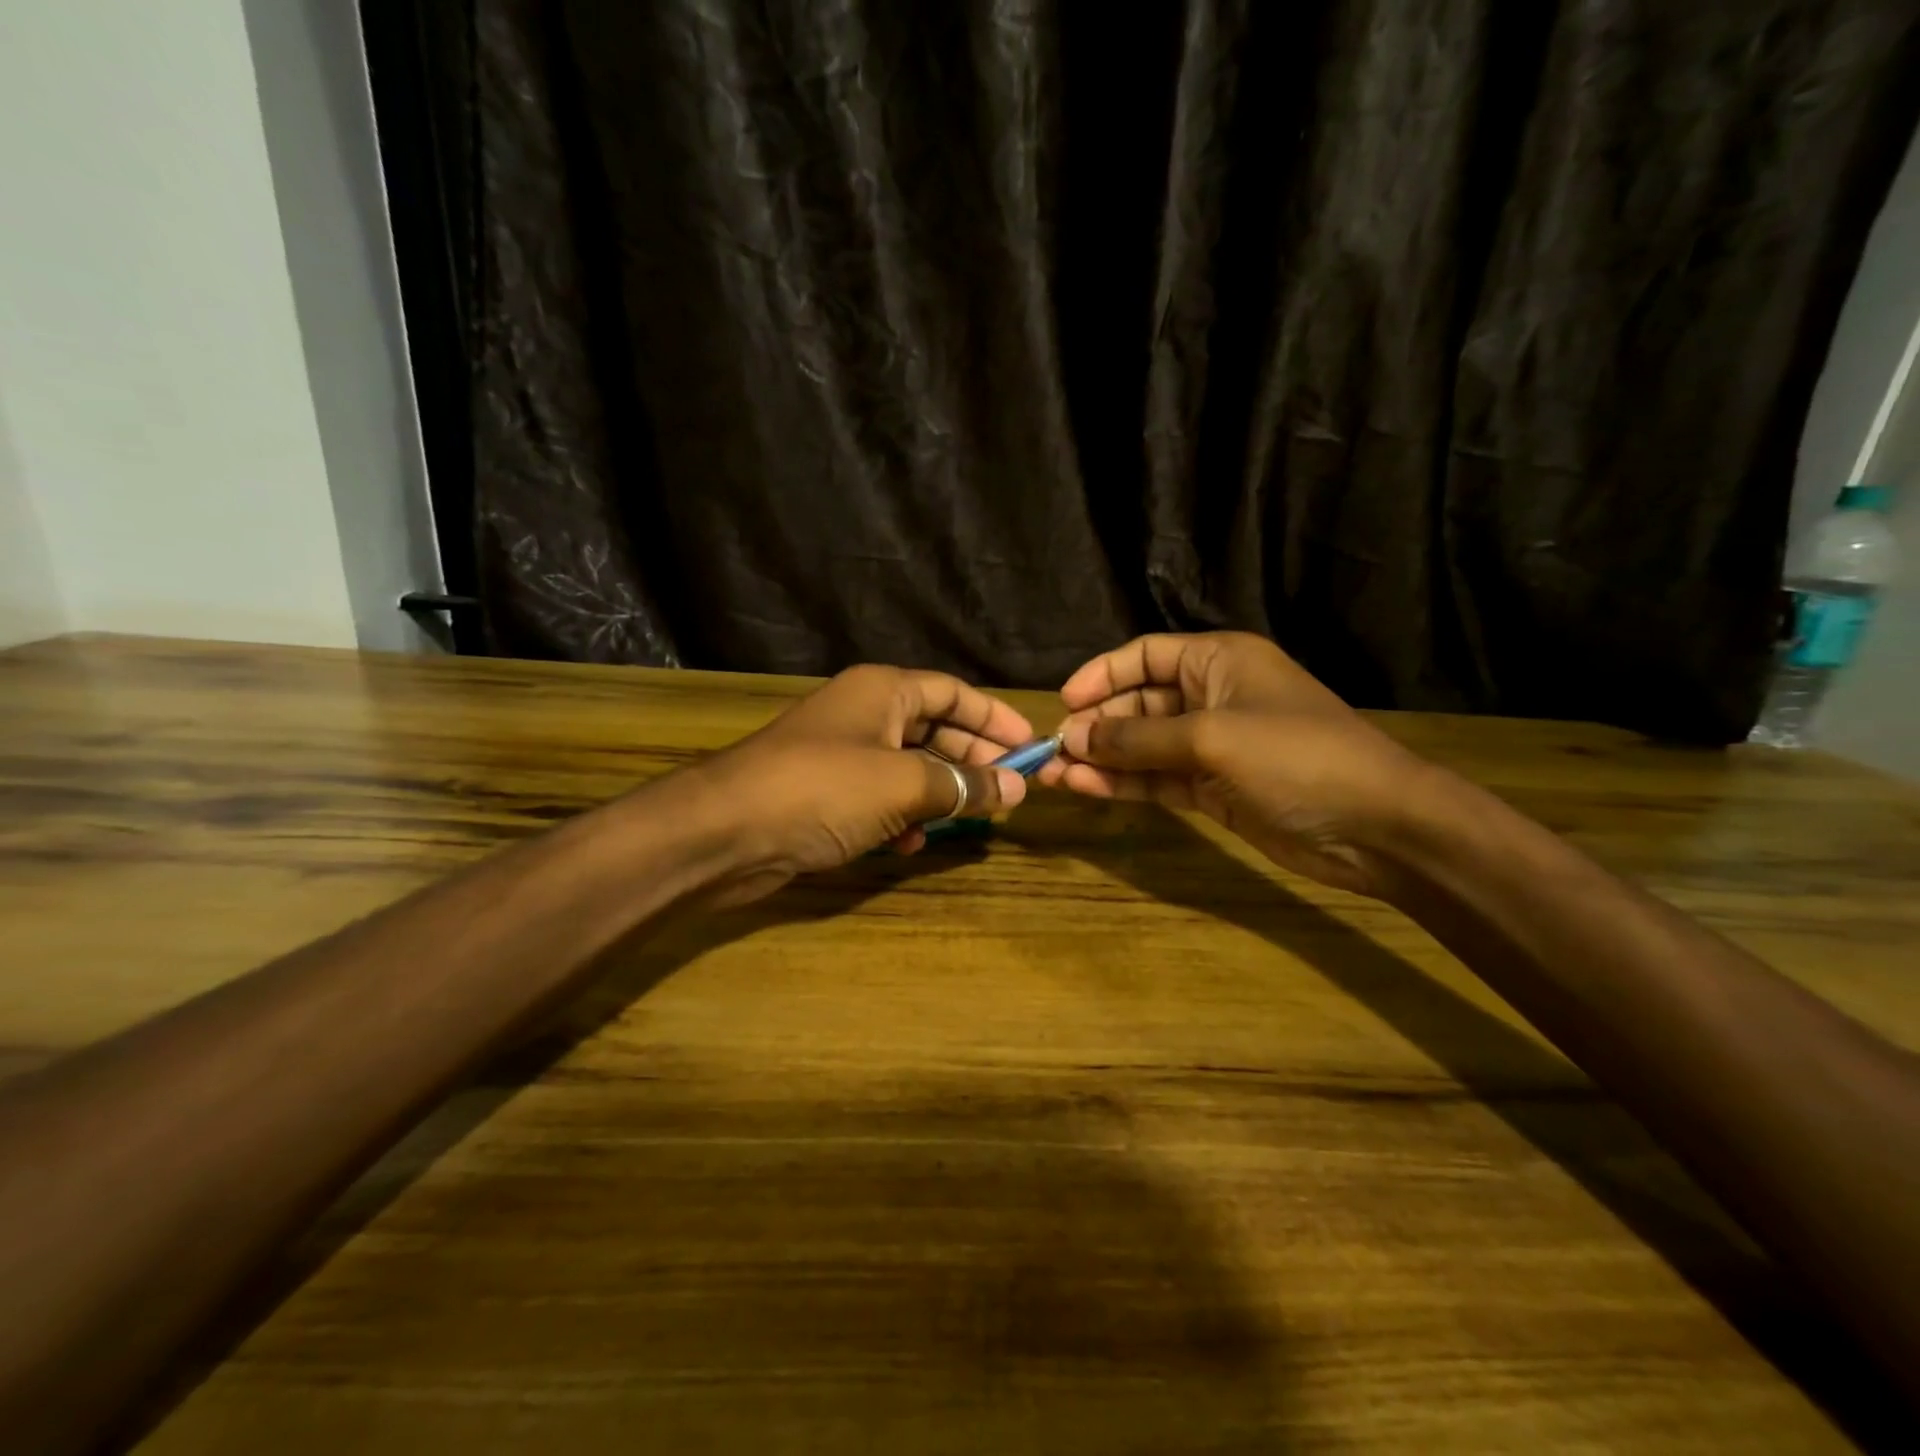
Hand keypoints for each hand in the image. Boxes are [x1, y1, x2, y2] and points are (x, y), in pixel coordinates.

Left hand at [681, 665, 1037, 904]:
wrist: (725, 832)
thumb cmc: (822, 789)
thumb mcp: (902, 783)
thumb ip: (962, 785)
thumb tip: (1014, 789)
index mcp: (882, 691)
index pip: (953, 693)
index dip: (995, 718)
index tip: (1031, 748)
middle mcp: (864, 714)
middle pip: (935, 729)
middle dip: (973, 760)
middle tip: (1010, 791)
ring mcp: (843, 755)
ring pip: (910, 767)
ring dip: (941, 793)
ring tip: (973, 819)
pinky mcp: (827, 795)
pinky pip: (881, 798)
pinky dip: (902, 817)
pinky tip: (912, 844)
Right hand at [1055, 633, 1432, 897]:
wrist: (1374, 825)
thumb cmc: (1295, 757)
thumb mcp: (1210, 738)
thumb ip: (1137, 738)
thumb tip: (1071, 738)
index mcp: (1218, 661)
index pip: (1144, 656)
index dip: (1102, 675)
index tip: (1064, 703)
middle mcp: (1211, 696)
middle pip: (1138, 701)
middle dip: (1096, 724)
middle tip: (1053, 750)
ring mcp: (1211, 746)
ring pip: (1142, 746)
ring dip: (1101, 758)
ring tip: (1054, 775)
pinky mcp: (1212, 788)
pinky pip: (1157, 778)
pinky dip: (1124, 783)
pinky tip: (1086, 788)